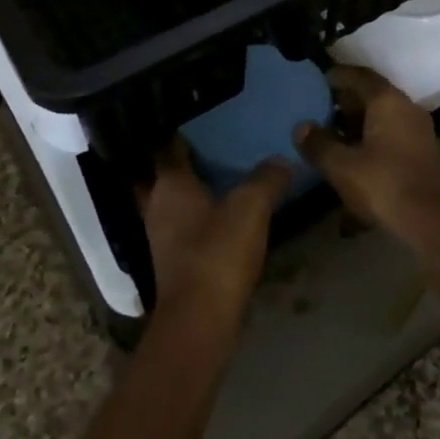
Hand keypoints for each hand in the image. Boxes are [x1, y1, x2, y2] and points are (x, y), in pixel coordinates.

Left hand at [139, 140, 288, 336]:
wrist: (200, 322)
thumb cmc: (218, 254)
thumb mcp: (251, 207)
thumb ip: (267, 178)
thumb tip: (281, 160)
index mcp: (170, 184)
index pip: (168, 145)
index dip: (182, 129)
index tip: (203, 115)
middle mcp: (158, 205)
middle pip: (168, 172)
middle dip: (187, 158)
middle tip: (216, 140)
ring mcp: (163, 235)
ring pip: (176, 199)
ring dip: (195, 187)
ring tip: (225, 170)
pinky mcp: (175, 259)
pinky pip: (186, 223)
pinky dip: (201, 214)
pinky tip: (226, 210)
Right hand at [293, 66, 439, 244]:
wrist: (428, 220)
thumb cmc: (382, 184)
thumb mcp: (341, 165)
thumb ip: (318, 143)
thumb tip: (302, 127)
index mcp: (388, 101)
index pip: (361, 76)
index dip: (339, 76)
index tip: (320, 79)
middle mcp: (406, 108)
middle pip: (373, 95)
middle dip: (346, 102)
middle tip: (321, 110)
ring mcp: (418, 130)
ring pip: (383, 116)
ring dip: (359, 123)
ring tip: (332, 136)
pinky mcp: (422, 152)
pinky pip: (392, 133)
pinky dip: (372, 137)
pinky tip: (355, 156)